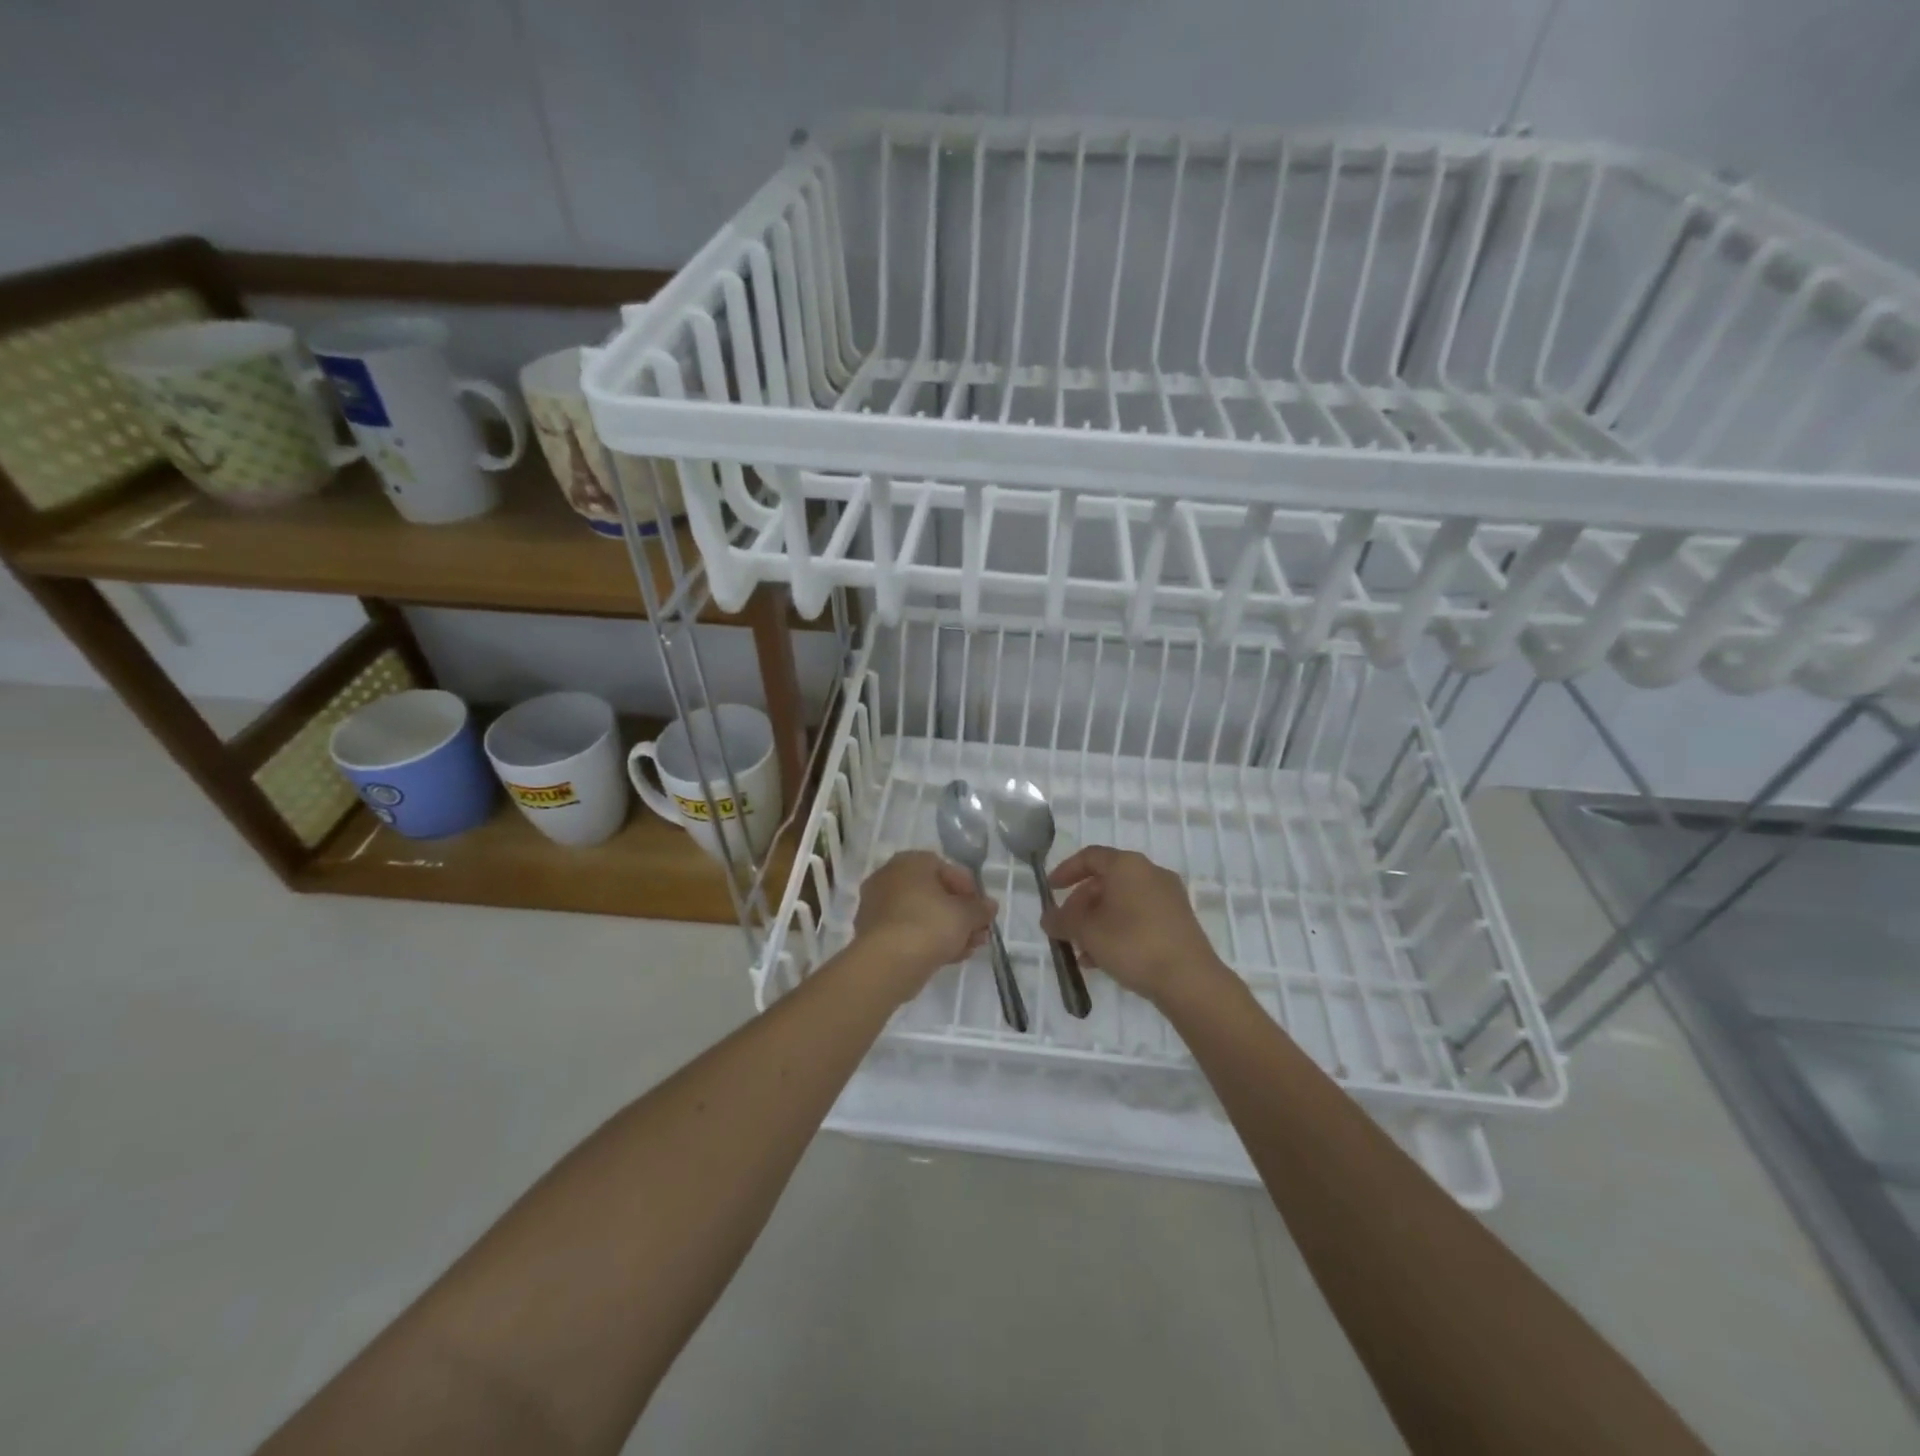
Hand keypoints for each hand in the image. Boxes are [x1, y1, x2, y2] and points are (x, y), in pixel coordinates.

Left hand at [852, 851, 996, 999]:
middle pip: (934, 893)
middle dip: (960, 913)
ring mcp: (878, 906)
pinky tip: (951, 956)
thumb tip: (990, 906)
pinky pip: (909, 931)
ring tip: (970, 948)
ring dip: (948, 929)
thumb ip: (980, 908)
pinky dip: (929, 940)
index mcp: (909, 862)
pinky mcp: (874, 934)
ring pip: (922, 915)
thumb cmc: (929, 925)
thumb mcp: (965, 915)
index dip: (969, 889)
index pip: (946, 868)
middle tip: (979, 931)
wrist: (887, 963)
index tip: (982, 909)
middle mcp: (889, 877)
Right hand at [1042, 846, 1226, 1004]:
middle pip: (1105, 881)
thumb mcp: (1087, 931)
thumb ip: (1062, 920)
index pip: (1090, 856)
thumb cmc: (1132, 943)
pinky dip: (1117, 930)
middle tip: (1064, 928)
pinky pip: (1138, 917)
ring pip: (1121, 903)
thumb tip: (1048, 918)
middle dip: (1080, 905)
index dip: (1066, 871)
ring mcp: (1168, 897)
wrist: (1189, 980)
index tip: (1050, 891)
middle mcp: (1150, 873)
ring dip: (1097, 922)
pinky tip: (1103, 960)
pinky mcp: (1178, 921)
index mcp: (1127, 865)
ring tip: (1080, 951)